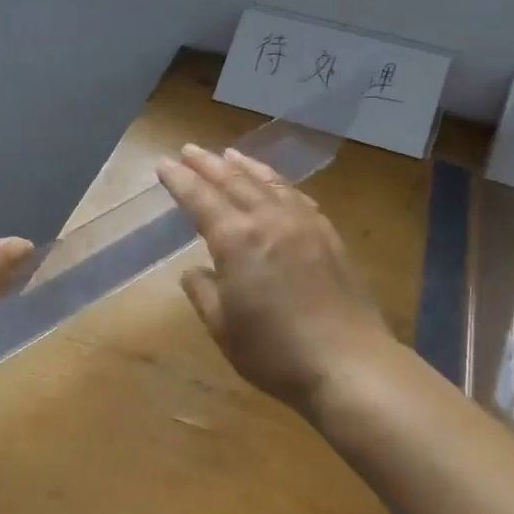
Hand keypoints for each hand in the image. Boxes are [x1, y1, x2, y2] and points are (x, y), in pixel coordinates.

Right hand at [156, 145, 390, 411]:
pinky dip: (278, 183)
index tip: (163, 163)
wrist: (349, 364)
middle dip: (207, 163)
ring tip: (229, 154)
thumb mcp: (223, 327)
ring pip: (268, 182)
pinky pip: (297, 197)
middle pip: (233, 180)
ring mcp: (303, 224)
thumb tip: (194, 270)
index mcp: (236, 239)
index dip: (179, 180)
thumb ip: (203, 292)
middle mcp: (268, 220)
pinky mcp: (329, 235)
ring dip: (244, 166)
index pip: (199, 198)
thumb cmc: (275, 351)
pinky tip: (275, 185)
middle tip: (189, 149)